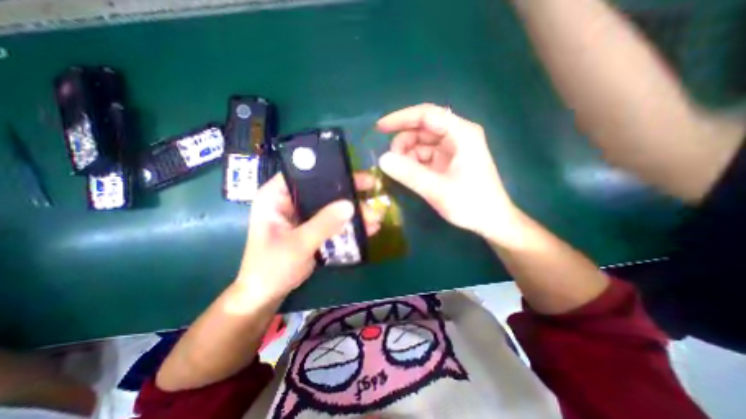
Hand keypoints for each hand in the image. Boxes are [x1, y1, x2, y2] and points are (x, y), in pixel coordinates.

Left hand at [237, 172, 378, 299]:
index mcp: (276, 196)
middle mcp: (290, 200)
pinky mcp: (312, 227)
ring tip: (375, 216)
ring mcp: (303, 215)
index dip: (329, 170)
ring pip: (331, 206)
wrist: (267, 294)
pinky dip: (349, 225)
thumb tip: (350, 205)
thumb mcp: (298, 245)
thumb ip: (323, 224)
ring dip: (353, 211)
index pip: (303, 172)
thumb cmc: (271, 268)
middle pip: (323, 189)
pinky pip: (333, 221)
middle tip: (372, 191)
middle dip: (348, 193)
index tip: (354, 174)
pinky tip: (368, 228)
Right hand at [379, 103, 519, 241]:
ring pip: (422, 143)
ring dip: (407, 154)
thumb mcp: (437, 189)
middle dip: (404, 142)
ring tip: (399, 171)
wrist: (492, 221)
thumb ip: (409, 174)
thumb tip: (382, 159)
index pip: (427, 115)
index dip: (401, 118)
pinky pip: (425, 156)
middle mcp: (457, 136)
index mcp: (461, 134)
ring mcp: (452, 149)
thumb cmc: (471, 204)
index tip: (380, 128)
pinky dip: (414, 163)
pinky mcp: (448, 162)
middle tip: (391, 161)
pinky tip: (408, 174)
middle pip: (423, 128)